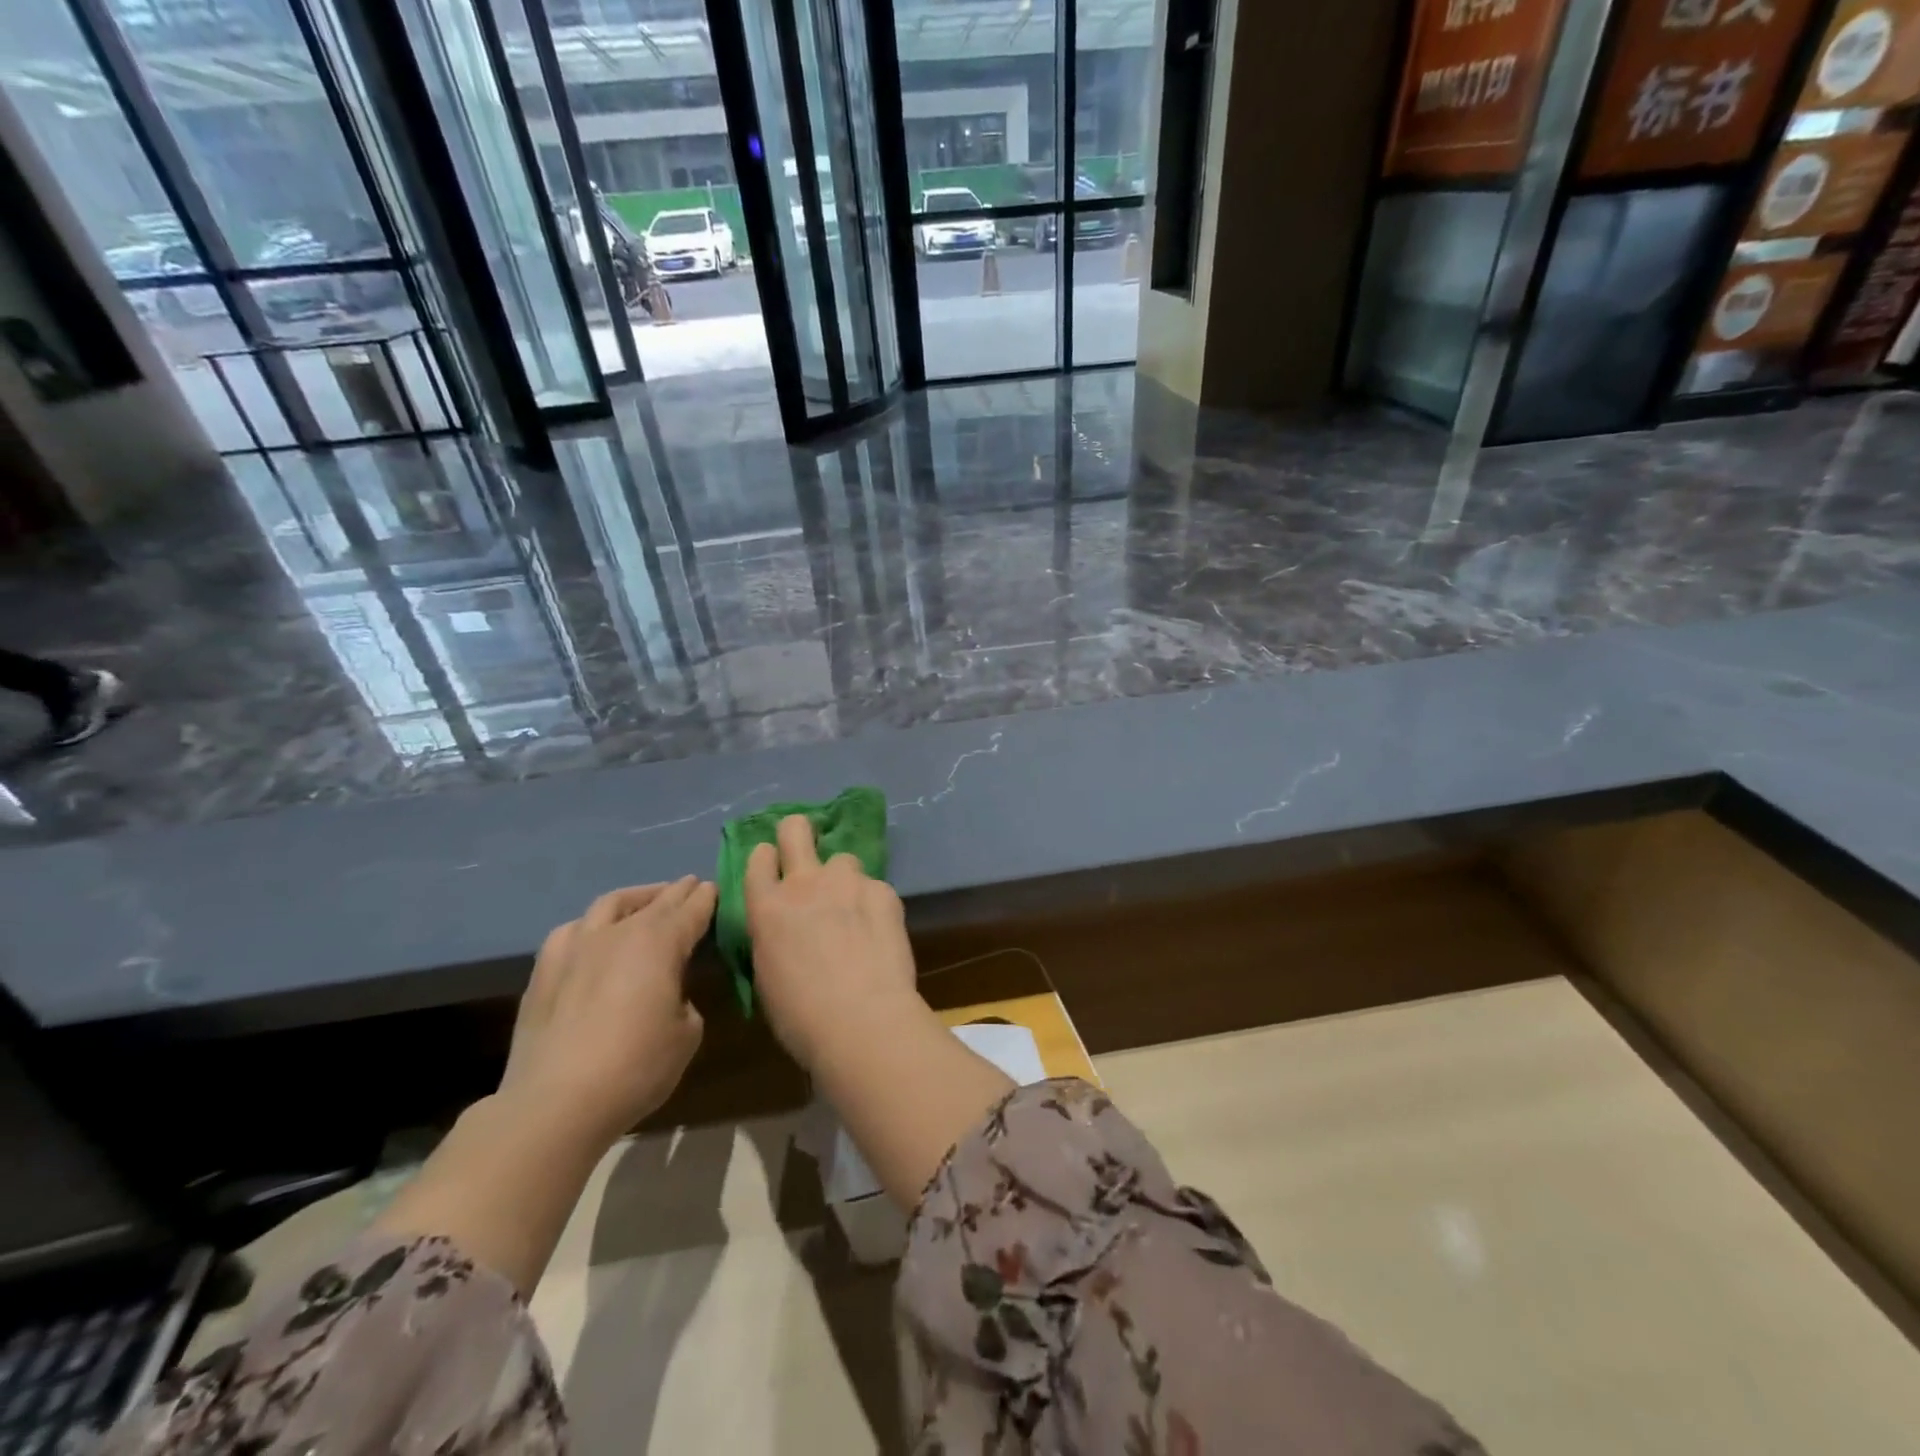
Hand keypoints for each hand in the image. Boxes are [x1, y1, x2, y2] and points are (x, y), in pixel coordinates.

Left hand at [499, 876, 715, 1146]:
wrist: (555, 1103)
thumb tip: (669, 996)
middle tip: (691, 886)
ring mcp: (576, 947)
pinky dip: (592, 926)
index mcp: (660, 942)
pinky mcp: (544, 970)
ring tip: (645, 902)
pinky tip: (593, 936)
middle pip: (655, 901)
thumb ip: (684, 1001)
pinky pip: (572, 931)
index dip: (706, 898)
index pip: (692, 909)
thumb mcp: (687, 1034)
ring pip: (610, 905)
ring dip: (635, 898)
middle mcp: (619, 932)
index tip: (715, 888)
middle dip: (676, 892)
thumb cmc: (636, 1067)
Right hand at [744, 815, 919, 1072]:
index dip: (767, 859)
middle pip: (796, 828)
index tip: (774, 869)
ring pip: (843, 859)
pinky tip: (879, 934)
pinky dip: (874, 904)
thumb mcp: (767, 975)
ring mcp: (847, 882)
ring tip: (854, 912)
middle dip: (798, 832)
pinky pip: (875, 887)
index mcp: (767, 907)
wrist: (862, 1021)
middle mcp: (804, 883)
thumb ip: (772, 937)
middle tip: (807, 853)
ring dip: (843, 879)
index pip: (758, 857)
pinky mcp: (883, 891)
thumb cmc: (802, 1016)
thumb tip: (783, 929)